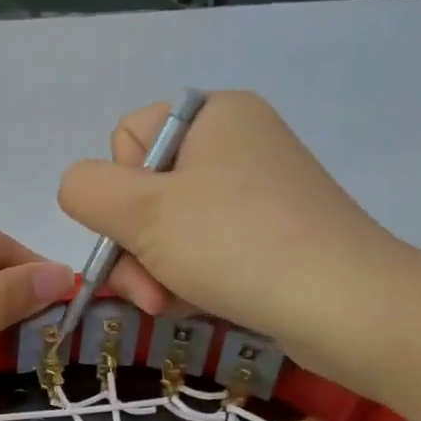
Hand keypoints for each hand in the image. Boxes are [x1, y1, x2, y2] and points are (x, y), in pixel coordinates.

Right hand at [58, 91, 410, 380]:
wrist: (342, 305)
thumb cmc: (235, 245)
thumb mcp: (142, 212)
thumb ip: (86, 190)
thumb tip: (78, 189)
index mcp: (210, 115)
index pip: (125, 140)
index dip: (117, 192)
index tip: (137, 230)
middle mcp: (234, 143)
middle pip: (143, 194)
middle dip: (134, 250)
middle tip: (151, 292)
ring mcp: (254, 192)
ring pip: (166, 232)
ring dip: (156, 274)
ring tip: (174, 304)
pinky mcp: (268, 235)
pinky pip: (201, 253)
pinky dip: (189, 281)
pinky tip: (199, 305)